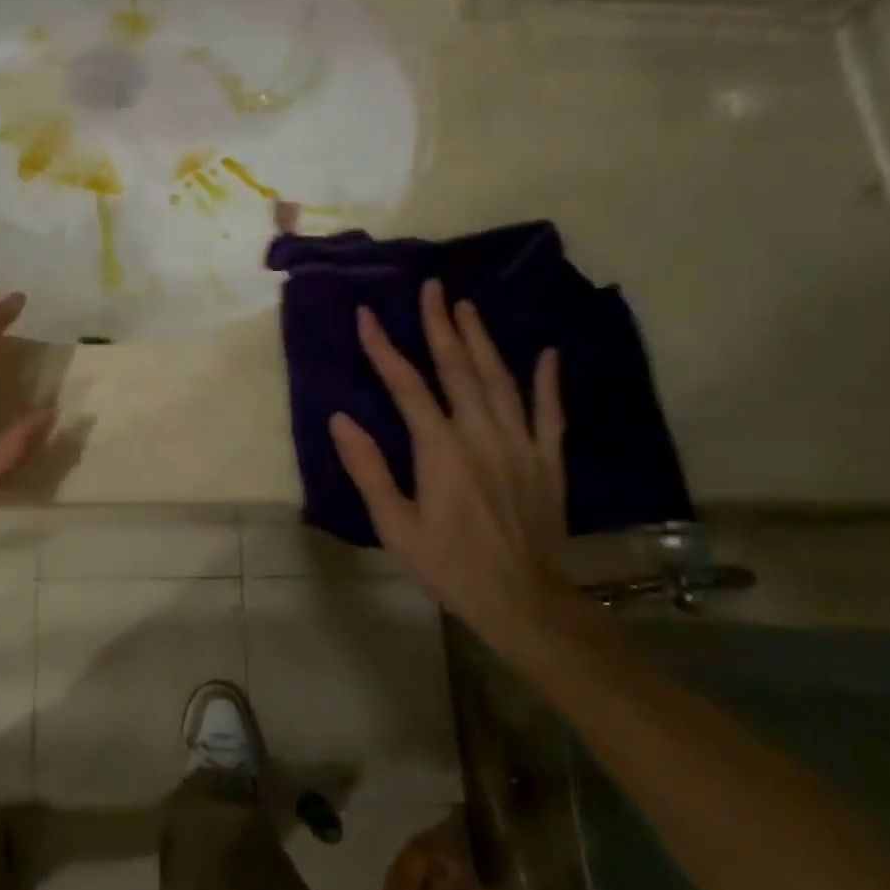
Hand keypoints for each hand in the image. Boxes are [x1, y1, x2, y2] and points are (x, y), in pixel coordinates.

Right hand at [327, 281, 567, 639]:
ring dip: (481, 340)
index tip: (367, 316)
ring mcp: (520, 444)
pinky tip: (546, 353)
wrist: (522, 601)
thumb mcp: (395, 526)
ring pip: (499, 380)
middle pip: (458, 368)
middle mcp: (482, 435)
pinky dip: (547, 381)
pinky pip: (549, 412)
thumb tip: (340, 419)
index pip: (406, 385)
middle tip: (432, 288)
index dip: (383, 348)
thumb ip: (368, 469)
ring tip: (467, 307)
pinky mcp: (547, 460)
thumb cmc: (448, 565)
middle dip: (440, 325)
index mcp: (440, 449)